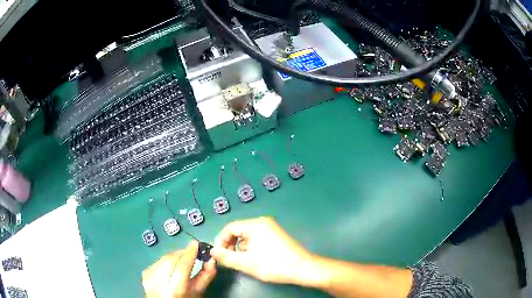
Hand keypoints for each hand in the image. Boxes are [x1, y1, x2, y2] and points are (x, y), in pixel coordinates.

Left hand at [142, 241, 216, 297]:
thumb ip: (206, 275)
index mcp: (175, 290)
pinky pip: (157, 261)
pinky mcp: (144, 274)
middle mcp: (159, 283)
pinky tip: (170, 265)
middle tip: (191, 252)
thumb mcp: (198, 291)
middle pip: (171, 260)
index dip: (190, 253)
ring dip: (174, 256)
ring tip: (182, 260)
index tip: (196, 244)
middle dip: (182, 253)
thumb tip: (211, 259)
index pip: (182, 267)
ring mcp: (149, 278)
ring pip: (163, 258)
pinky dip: (165, 260)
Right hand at [210, 217, 319, 285]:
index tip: (219, 255)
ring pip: (248, 236)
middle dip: (231, 245)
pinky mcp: (276, 236)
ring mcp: (271, 228)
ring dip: (241, 248)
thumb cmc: (274, 265)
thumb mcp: (246, 263)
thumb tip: (212, 252)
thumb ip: (226, 257)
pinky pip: (257, 239)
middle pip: (238, 231)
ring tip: (243, 262)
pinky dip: (251, 248)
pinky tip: (255, 260)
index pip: (230, 228)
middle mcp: (263, 223)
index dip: (221, 241)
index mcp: (255, 225)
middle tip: (230, 260)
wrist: (303, 269)